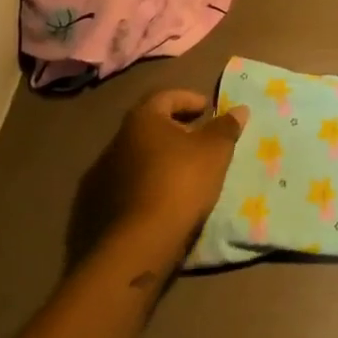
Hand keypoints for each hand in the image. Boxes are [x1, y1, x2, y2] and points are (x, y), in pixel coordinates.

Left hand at [72, 89, 248, 264]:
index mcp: (142, 119)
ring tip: (186, 172)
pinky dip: (148, 183)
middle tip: (200, 140)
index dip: (189, 98)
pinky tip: (166, 197)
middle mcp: (117, 140)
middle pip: (150, 126)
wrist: (139, 242)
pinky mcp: (98, 205)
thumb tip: (239, 109)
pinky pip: (130, 183)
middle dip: (176, 129)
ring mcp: (103, 174)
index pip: (165, 96)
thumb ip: (226, 127)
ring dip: (161, 158)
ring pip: (139, 156)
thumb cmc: (181, 182)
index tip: (208, 109)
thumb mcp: (215, 151)